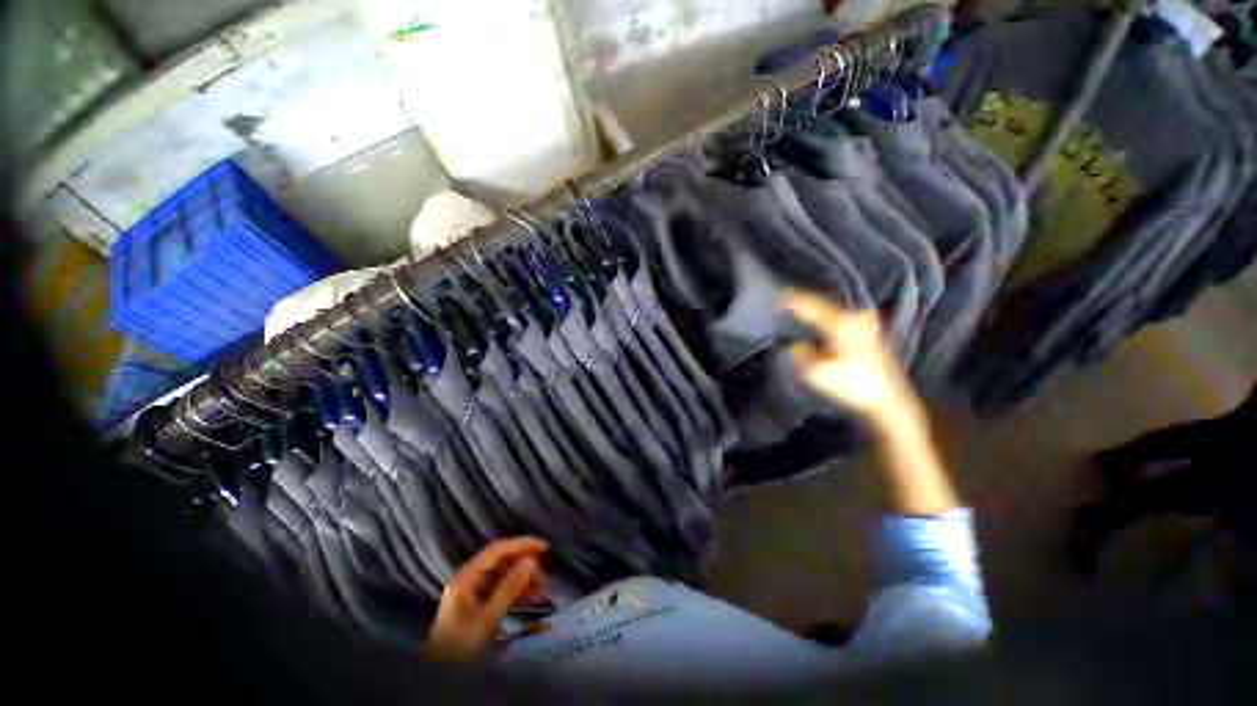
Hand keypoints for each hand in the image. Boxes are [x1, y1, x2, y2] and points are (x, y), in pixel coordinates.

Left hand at [424, 537, 547, 661]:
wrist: (439, 676)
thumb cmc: (460, 648)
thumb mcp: (486, 620)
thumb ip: (508, 589)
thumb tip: (531, 562)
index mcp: (466, 577)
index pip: (496, 550)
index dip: (521, 544)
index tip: (543, 547)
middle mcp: (468, 578)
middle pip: (500, 560)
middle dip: (523, 564)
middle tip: (542, 576)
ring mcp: (471, 590)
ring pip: (502, 573)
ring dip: (521, 578)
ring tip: (539, 589)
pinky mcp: (476, 602)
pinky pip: (499, 587)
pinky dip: (515, 589)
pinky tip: (529, 597)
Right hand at [782, 289, 922, 430]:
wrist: (888, 402)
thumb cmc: (851, 386)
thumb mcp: (816, 372)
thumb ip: (799, 353)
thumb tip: (793, 344)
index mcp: (841, 324)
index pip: (811, 305)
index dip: (791, 300)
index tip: (775, 296)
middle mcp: (854, 317)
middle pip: (822, 303)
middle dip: (801, 301)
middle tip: (782, 299)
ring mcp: (863, 324)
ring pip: (830, 310)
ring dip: (812, 309)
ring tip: (794, 307)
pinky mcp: (867, 333)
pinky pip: (837, 318)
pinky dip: (822, 317)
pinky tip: (814, 320)